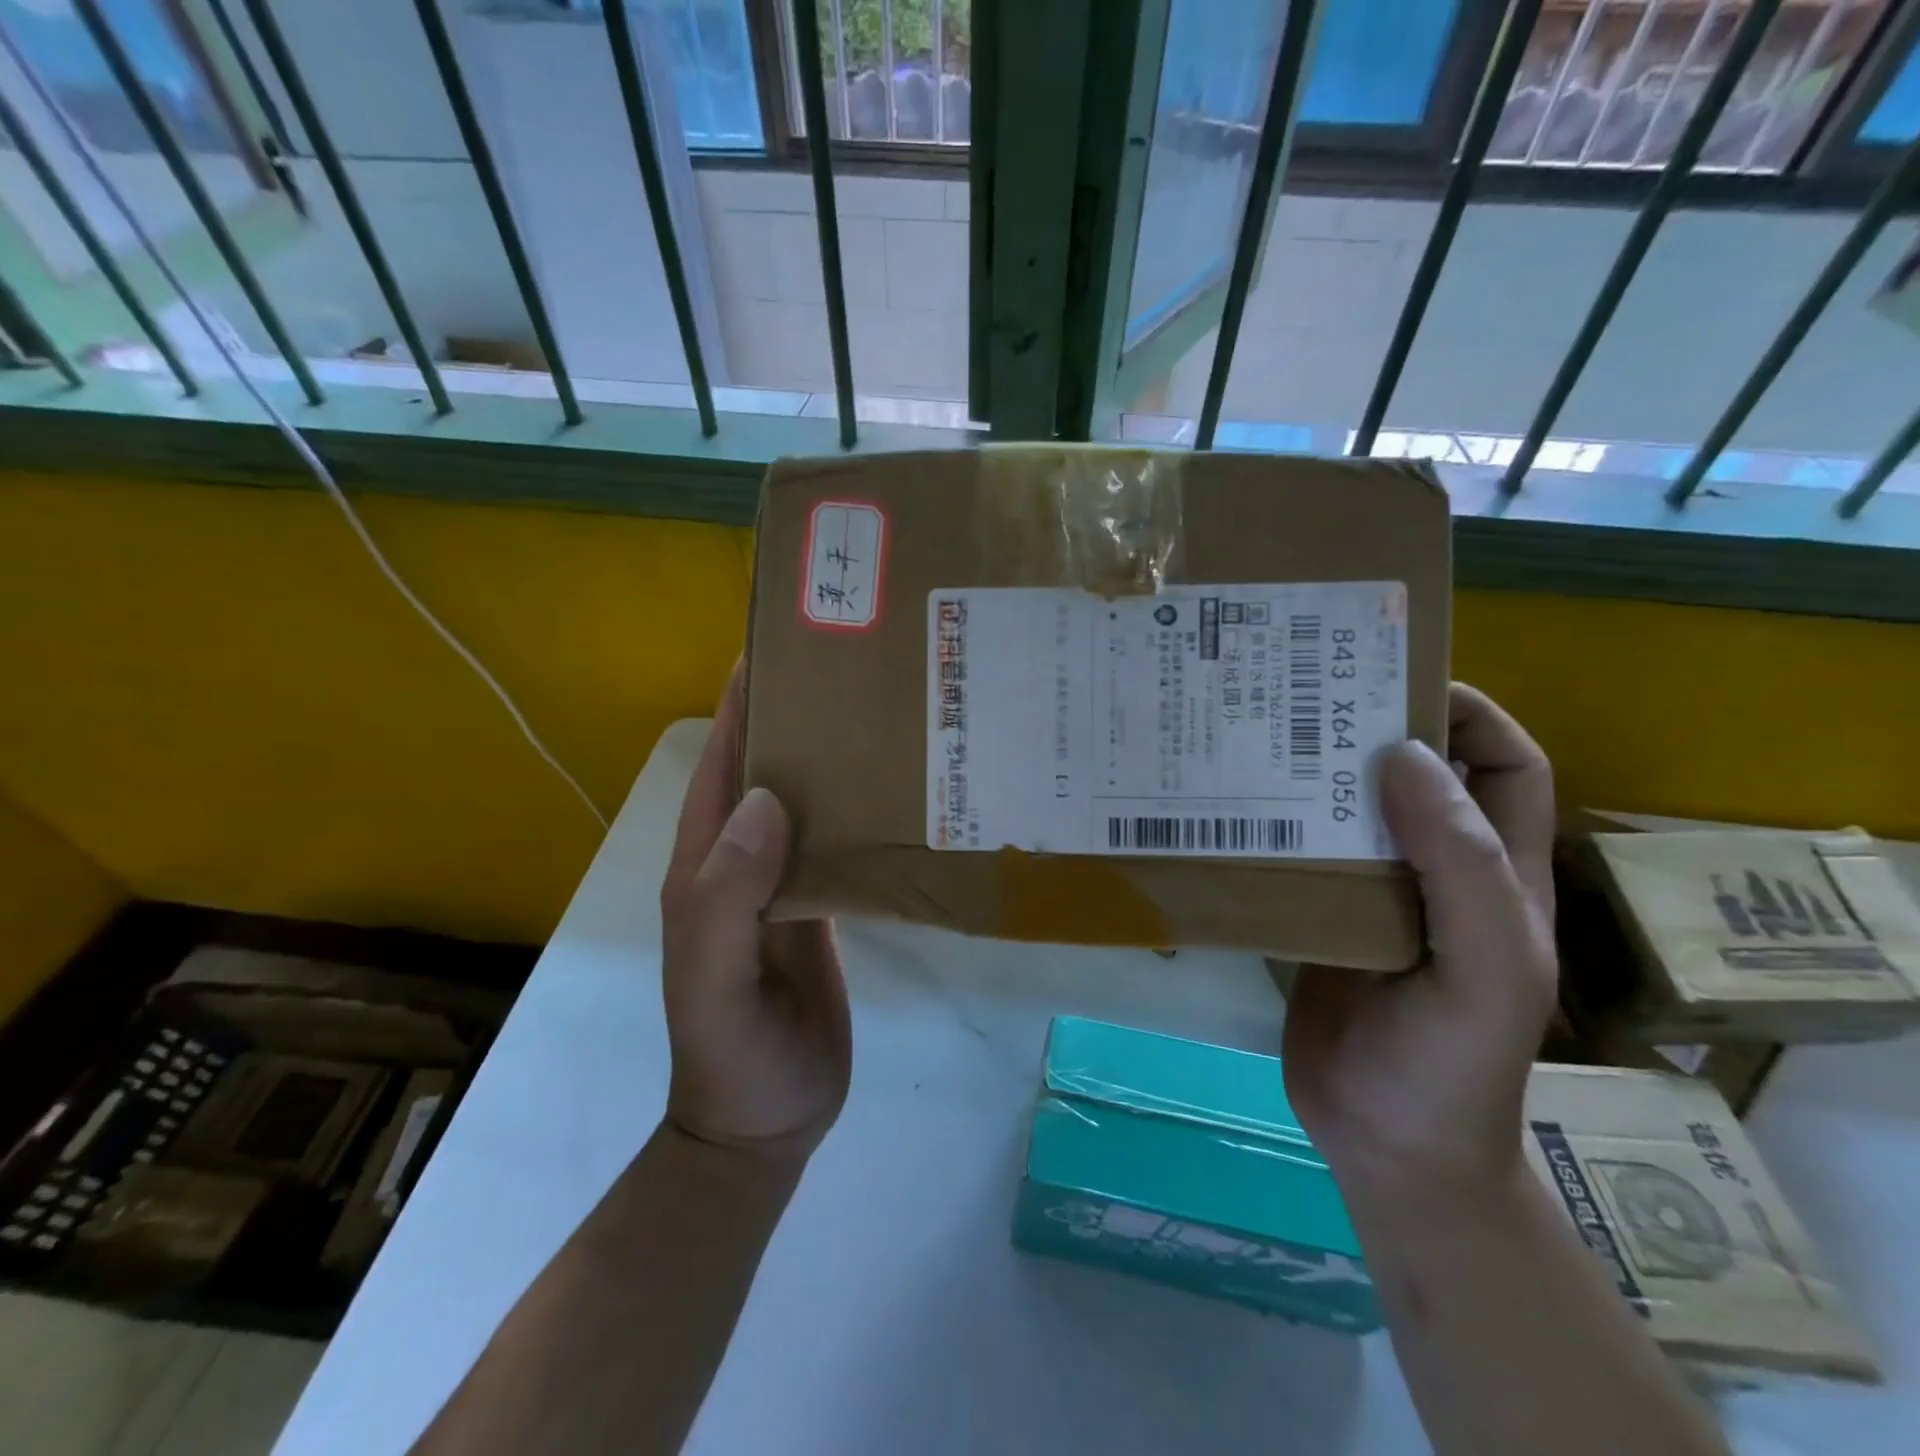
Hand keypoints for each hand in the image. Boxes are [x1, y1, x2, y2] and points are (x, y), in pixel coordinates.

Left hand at [659, 664, 851, 1159]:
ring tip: (886, 710)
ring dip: (834, 756)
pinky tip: (898, 789)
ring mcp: (785, 878)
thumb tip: (766, 800)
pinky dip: (860, 808)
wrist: (767, 1119)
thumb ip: (728, 896)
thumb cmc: (732, 1052)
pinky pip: (838, 839)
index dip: (742, 699)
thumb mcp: (714, 979)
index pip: (722, 760)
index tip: (781, 642)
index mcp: (707, 860)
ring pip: (807, 798)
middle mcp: (743, 856)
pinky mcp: (822, 901)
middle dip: (798, 713)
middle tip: (855, 663)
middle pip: (767, 766)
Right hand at [1283, 684, 1556, 1198]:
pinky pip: (1301, 858)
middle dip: (1370, 730)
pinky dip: (1273, 830)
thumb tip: (1401, 753)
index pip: (1504, 765)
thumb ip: (1459, 863)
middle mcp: (1435, 871)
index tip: (1395, 681)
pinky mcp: (1320, 919)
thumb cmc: (1451, 1064)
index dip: (1468, 713)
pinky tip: (1229, 814)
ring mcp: (1373, 896)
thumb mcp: (1486, 966)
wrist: (1385, 1149)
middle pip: (1415, 776)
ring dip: (1311, 777)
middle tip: (1301, 697)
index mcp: (1496, 873)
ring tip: (1254, 740)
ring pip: (1348, 813)